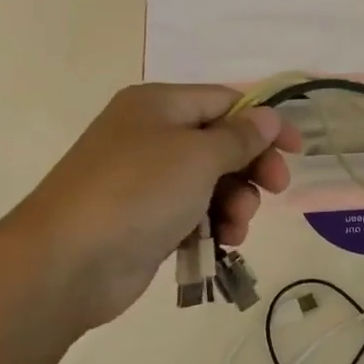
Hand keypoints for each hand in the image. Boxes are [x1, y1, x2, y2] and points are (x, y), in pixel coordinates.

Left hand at [10, 84, 301, 330]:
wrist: (67, 262)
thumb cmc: (138, 192)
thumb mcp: (198, 156)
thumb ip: (239, 136)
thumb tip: (267, 115)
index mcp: (159, 104)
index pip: (225, 101)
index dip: (265, 123)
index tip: (297, 150)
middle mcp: (151, 135)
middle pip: (221, 143)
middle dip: (251, 168)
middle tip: (275, 190)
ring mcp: (145, 179)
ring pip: (211, 182)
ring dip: (235, 201)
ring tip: (236, 226)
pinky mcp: (145, 219)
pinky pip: (193, 212)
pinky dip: (213, 224)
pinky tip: (223, 242)